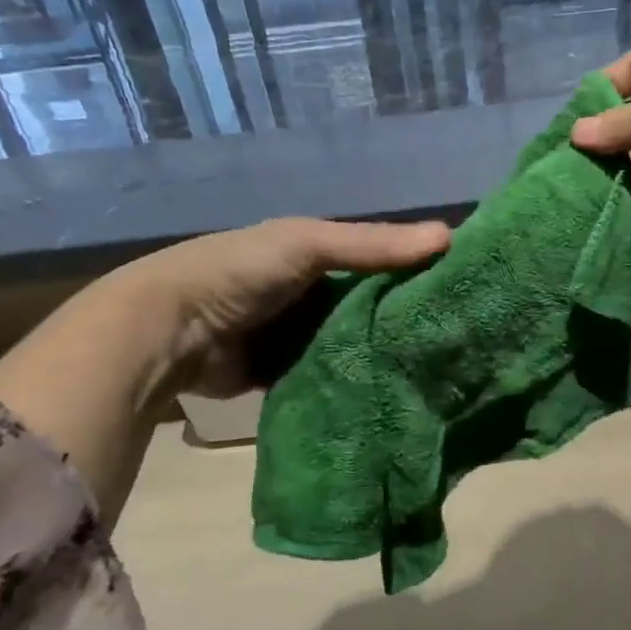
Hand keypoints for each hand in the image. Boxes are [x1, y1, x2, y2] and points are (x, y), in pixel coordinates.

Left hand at [118, 217, 449, 398]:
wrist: (168, 332)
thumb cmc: (241, 271)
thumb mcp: (308, 244)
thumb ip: (373, 245)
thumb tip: (450, 237)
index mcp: (316, 254)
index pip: (379, 260)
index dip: (416, 270)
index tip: (462, 289)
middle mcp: (311, 293)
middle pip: (369, 305)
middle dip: (402, 319)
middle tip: (456, 339)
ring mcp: (297, 336)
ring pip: (352, 344)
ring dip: (380, 354)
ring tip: (435, 371)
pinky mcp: (286, 375)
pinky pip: (328, 377)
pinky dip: (351, 382)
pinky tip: (391, 392)